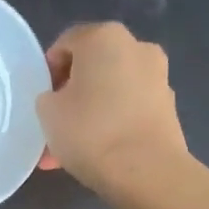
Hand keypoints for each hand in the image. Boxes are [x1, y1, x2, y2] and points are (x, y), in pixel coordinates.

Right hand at [36, 22, 188, 194]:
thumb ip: (48, 97)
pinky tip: (95, 154)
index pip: (66, 43)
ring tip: (69, 150)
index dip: (48, 70)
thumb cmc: (90, 131)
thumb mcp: (47, 112)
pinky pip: (128, 111)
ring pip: (111, 92)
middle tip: (54, 125)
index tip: (41, 99)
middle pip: (93, 67)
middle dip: (71, 95)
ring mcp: (158, 78)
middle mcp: (137, 48)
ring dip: (90, 114)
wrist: (146, 171)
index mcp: (104, 37)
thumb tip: (60, 99)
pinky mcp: (168, 109)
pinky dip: (112, 125)